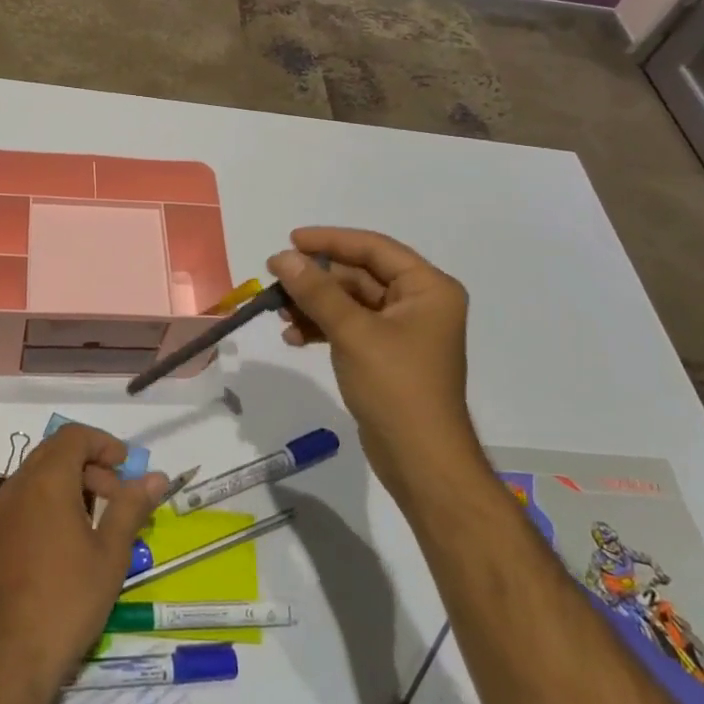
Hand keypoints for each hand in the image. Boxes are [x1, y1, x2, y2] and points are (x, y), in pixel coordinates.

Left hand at [0, 423, 168, 703]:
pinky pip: (17, 508)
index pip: (73, 436)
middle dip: (87, 467)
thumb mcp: (110, 555)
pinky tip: (57, 551)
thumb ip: (131, 507)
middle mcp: (14, 488)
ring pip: (33, 481)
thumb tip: (156, 477)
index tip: (125, 467)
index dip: (102, 443)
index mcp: (46, 482)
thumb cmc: (66, 602)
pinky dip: (42, 509)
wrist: (5, 664)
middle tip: (114, 498)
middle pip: (53, 455)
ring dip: (64, 488)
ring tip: (89, 527)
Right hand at [267, 227, 479, 507]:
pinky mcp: (386, 355)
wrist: (422, 463)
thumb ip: (316, 290)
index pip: (373, 248)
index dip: (330, 240)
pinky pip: (350, 326)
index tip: (290, 240)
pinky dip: (322, 328)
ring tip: (278, 312)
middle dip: (317, 279)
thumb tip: (282, 257)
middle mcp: (419, 303)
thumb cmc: (396, 387)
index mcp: (427, 288)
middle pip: (359, 275)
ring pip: (350, 302)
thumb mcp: (353, 332)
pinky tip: (293, 337)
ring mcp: (403, 331)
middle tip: (276, 279)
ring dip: (314, 304)